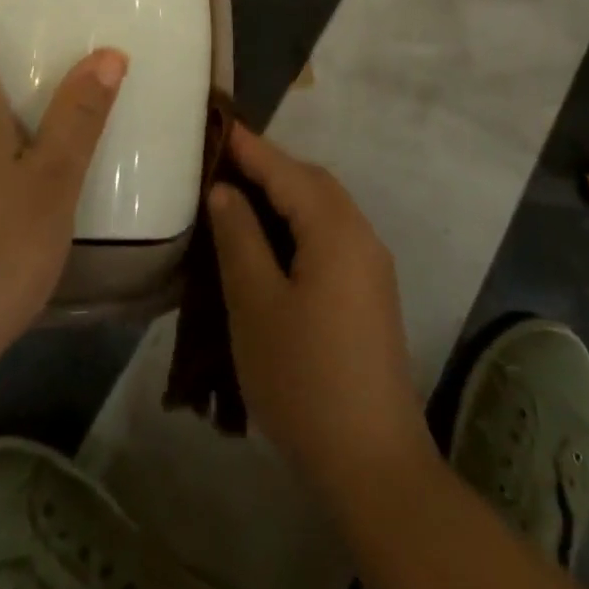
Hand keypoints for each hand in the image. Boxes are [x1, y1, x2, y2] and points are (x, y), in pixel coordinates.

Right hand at [208, 124, 432, 499]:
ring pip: (323, 208)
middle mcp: (361, 234)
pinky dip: (299, 223)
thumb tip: (225, 190)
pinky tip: (270, 242)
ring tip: (238, 197)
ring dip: (283, 194)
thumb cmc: (304, 379)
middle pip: (311, 182)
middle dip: (267, 166)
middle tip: (220, 164)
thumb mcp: (256, 305)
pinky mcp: (371, 291)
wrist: (373, 464)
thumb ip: (239, 238)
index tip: (214, 124)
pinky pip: (331, 234)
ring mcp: (372, 264)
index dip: (248, 146)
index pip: (285, 170)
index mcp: (335, 229)